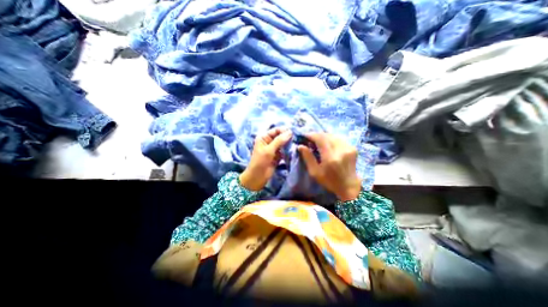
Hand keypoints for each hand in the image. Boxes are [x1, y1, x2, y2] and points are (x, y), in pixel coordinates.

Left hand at [239, 125, 293, 189]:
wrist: (257, 177)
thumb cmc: (260, 162)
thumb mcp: (269, 150)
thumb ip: (279, 141)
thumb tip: (290, 132)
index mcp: (264, 137)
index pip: (275, 130)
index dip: (284, 130)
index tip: (294, 132)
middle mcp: (269, 141)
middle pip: (280, 136)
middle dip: (288, 137)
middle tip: (297, 138)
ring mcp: (274, 149)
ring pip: (283, 144)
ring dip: (289, 144)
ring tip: (297, 144)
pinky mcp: (278, 156)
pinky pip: (284, 151)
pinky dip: (288, 151)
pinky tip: (295, 150)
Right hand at [298, 134, 362, 201]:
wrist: (348, 186)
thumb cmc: (329, 181)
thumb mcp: (314, 172)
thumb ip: (308, 158)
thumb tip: (300, 146)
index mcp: (330, 157)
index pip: (320, 139)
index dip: (311, 135)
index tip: (305, 135)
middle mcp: (340, 150)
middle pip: (327, 135)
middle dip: (317, 135)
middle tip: (310, 138)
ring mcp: (348, 148)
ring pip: (333, 135)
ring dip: (324, 136)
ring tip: (318, 140)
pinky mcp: (352, 148)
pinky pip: (339, 139)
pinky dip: (332, 139)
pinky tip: (328, 143)